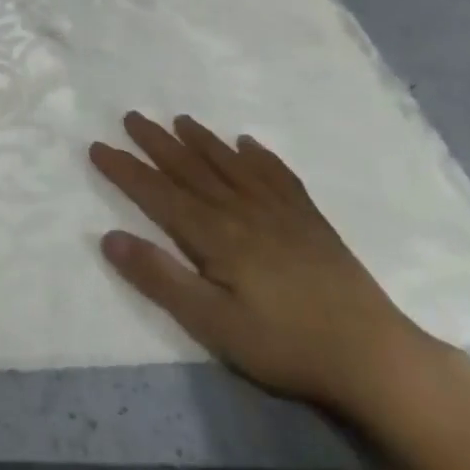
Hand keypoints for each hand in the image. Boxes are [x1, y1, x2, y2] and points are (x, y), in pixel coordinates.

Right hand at [91, 112, 448, 419]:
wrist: (371, 353)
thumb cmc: (284, 344)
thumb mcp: (212, 323)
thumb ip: (160, 278)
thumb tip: (108, 237)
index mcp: (214, 234)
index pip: (157, 193)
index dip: (125, 169)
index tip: (97, 146)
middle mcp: (241, 209)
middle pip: (190, 168)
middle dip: (156, 143)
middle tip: (131, 116)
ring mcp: (278, 210)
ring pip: (230, 163)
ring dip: (201, 140)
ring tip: (180, 119)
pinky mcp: (309, 219)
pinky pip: (277, 174)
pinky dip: (259, 155)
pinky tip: (248, 143)